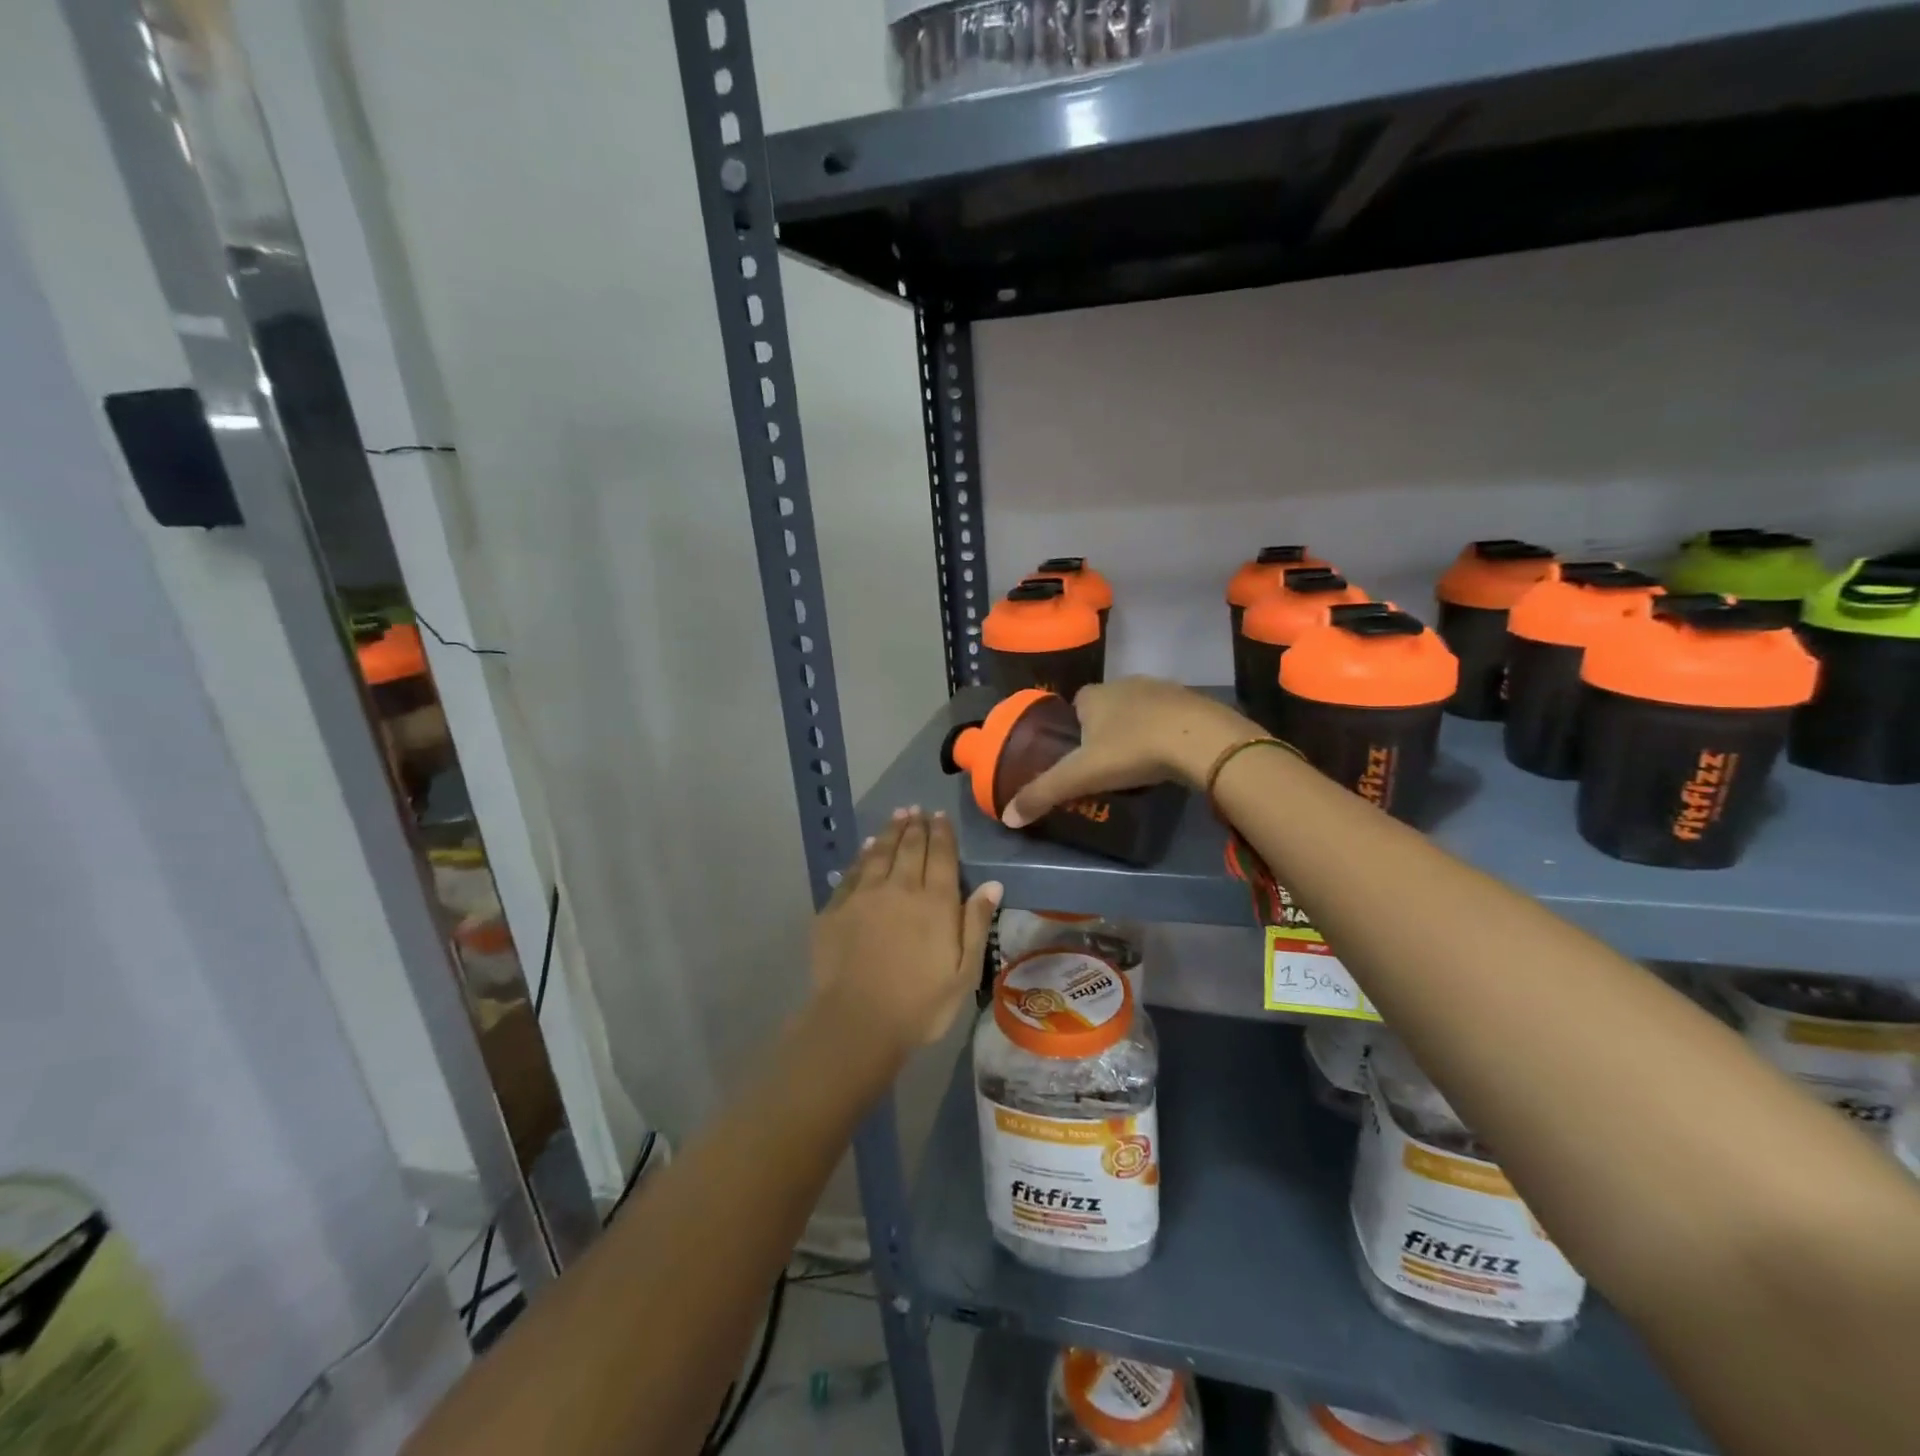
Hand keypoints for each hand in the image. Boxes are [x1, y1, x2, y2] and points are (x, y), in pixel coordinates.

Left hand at [810, 808, 1002, 1053]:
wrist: (857, 1022)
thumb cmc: (920, 1004)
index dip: (942, 833)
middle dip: (916, 825)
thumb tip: (992, 883)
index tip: (940, 816)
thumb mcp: (964, 972)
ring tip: (897, 815)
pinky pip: (853, 872)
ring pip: (880, 853)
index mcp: (935, 902)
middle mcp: (900, 888)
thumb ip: (976, 924)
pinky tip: (867, 847)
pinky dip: (863, 855)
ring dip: (890, 832)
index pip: (941, 856)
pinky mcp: (836, 908)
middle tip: (917, 809)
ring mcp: (864, 896)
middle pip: (910, 847)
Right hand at [1003, 677, 1257, 827]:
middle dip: (1106, 730)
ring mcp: (1163, 689)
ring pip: (1140, 710)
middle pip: (1107, 707)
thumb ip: (1043, 793)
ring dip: (1138, 730)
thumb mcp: (1081, 776)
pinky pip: (1171, 717)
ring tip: (1140, 763)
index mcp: (1094, 695)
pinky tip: (1171, 757)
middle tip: (1109, 765)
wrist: (1201, 739)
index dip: (1074, 729)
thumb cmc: (1133, 750)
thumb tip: (1007, 817)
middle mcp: (1125, 683)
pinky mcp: (1194, 702)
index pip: (1075, 706)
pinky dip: (1167, 733)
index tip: (1079, 757)